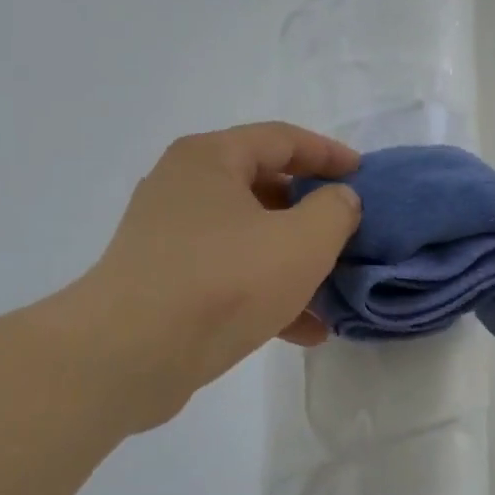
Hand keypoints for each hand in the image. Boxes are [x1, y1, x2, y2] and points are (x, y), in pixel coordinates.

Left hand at [76, 123, 361, 430]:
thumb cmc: (224, 282)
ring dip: (293, 263)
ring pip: (248, 238)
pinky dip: (265, 294)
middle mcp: (183, 188)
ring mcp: (168, 237)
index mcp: (209, 158)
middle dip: (312, 214)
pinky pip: (227, 275)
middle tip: (349, 234)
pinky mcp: (162, 283)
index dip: (329, 154)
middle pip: (263, 187)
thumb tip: (339, 200)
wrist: (129, 355)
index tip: (365, 175)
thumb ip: (335, 211)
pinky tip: (304, 331)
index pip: (281, 139)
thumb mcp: (302, 242)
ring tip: (334, 292)